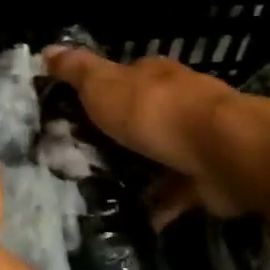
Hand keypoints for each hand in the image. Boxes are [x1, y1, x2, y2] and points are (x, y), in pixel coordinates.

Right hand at [42, 45, 253, 227]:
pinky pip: (178, 190)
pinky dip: (161, 204)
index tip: (72, 113)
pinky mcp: (209, 175)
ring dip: (140, 170)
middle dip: (119, 134)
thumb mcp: (104, 86)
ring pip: (161, 153)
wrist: (222, 151)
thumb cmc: (155, 111)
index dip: (99, 92)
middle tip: (83, 158)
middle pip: (142, 115)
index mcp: (153, 76)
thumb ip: (77, 71)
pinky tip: (140, 219)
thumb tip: (47, 49)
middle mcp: (178, 101)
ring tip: (105, 193)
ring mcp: (197, 138)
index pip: (122, 77)